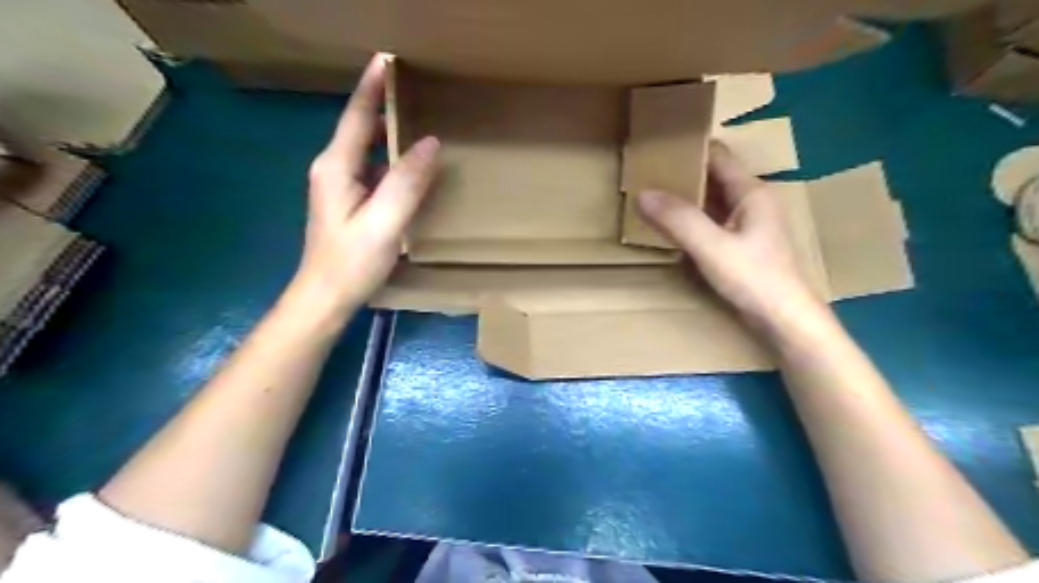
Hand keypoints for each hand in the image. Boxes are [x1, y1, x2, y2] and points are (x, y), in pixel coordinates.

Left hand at [292, 55, 436, 313]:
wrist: (325, 297)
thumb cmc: (351, 262)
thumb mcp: (384, 222)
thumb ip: (406, 182)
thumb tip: (430, 143)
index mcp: (336, 166)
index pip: (357, 116)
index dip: (372, 86)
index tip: (389, 59)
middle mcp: (333, 168)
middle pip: (361, 127)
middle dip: (385, 104)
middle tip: (418, 90)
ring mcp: (339, 185)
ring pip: (368, 148)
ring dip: (390, 132)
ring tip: (420, 119)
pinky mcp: (349, 201)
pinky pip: (373, 169)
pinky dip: (391, 159)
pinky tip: (412, 164)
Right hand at [638, 140, 833, 336]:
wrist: (784, 319)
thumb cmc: (754, 278)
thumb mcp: (712, 247)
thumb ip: (678, 220)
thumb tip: (642, 194)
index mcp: (751, 192)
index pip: (718, 157)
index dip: (690, 149)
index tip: (658, 148)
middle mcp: (752, 202)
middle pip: (714, 178)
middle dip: (683, 175)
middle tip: (647, 174)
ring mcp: (749, 224)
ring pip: (712, 201)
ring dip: (687, 198)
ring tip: (653, 197)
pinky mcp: (743, 245)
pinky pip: (713, 222)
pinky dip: (693, 220)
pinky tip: (673, 227)